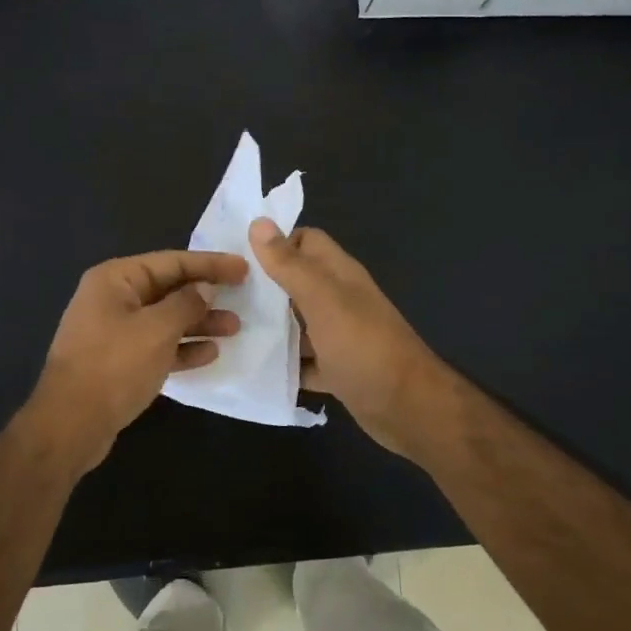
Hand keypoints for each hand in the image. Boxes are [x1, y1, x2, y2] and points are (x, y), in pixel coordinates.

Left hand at [30, 249, 247, 467]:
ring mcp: (113, 331)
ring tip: (234, 329)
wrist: (71, 423)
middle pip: (168, 289)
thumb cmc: (114, 366)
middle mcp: (112, 299)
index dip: (210, 264)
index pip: (171, 262)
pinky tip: (210, 354)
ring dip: (199, 323)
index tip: (242, 268)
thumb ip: (186, 304)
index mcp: (115, 279)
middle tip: (243, 299)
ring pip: (165, 319)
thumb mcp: (156, 329)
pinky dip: (182, 347)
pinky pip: (156, 346)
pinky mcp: (118, 361)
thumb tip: (204, 288)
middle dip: (205, 296)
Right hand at [249, 219, 449, 455]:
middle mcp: (340, 300)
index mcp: (339, 275)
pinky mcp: (337, 369)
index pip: (305, 241)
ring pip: (297, 323)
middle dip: (263, 287)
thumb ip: (290, 265)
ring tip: (226, 330)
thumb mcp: (323, 300)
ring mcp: (339, 336)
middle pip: (296, 283)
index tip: (236, 257)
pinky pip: (303, 361)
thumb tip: (259, 222)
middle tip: (221, 296)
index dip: (274, 244)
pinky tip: (252, 368)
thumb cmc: (364, 347)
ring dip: (270, 327)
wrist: (408, 408)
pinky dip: (283, 364)